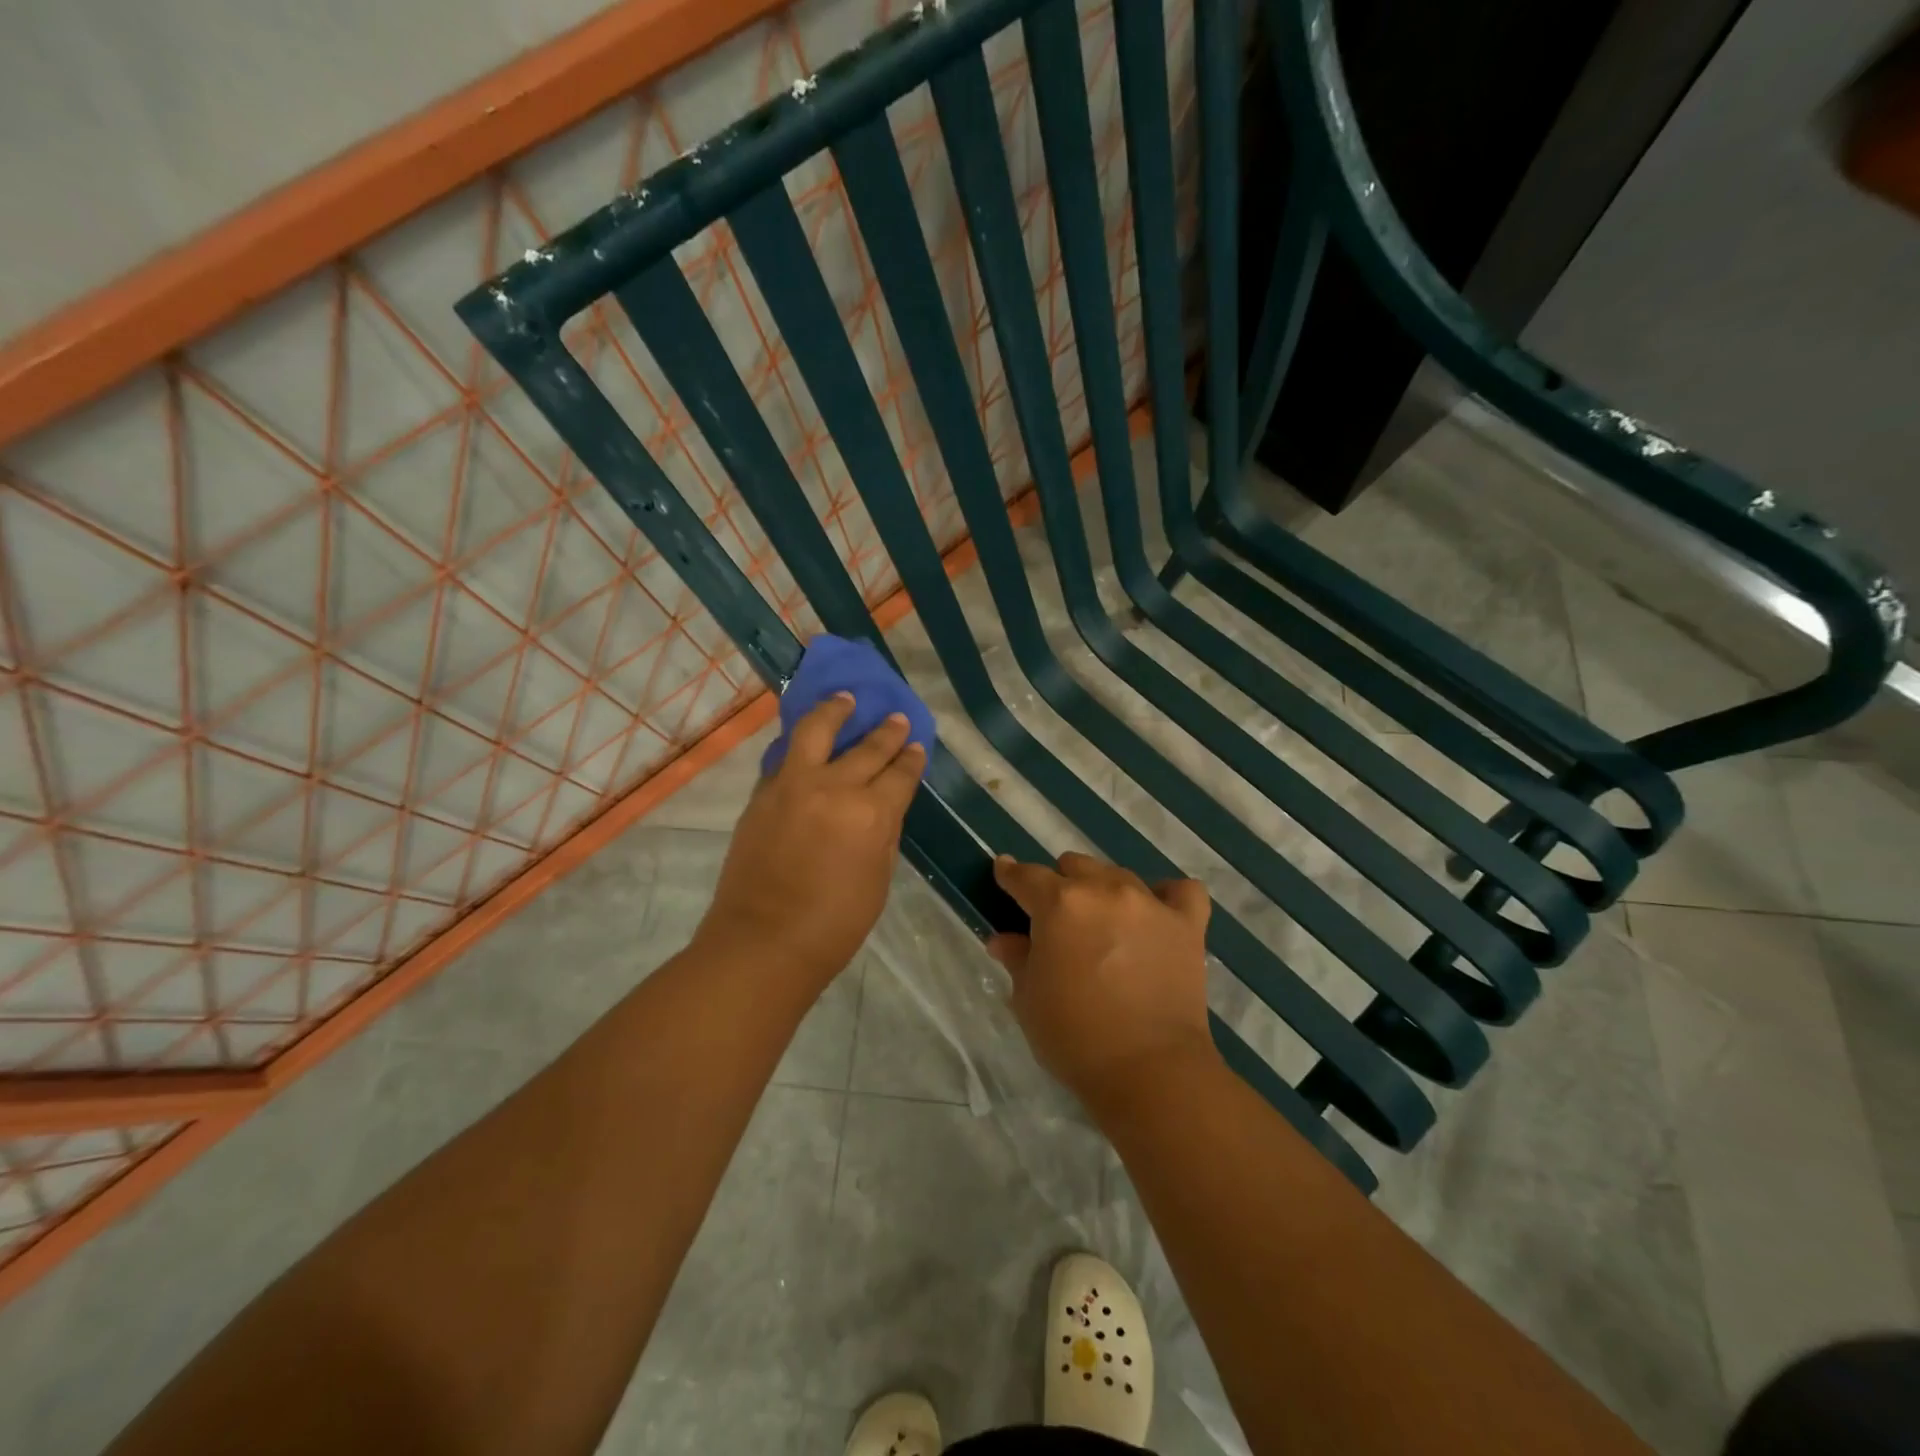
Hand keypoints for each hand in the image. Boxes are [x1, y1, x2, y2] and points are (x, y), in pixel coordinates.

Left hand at [695, 693, 924, 987]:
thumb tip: (884, 804)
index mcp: (872, 814)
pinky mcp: (763, 793)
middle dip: (887, 731)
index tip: (917, 746)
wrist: (762, 942)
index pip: (900, 773)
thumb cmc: (834, 924)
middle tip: (896, 719)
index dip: (912, 758)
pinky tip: (809, 740)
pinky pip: (786, 756)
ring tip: (845, 699)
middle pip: (867, 748)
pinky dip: (802, 744)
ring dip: (836, 710)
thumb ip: (884, 833)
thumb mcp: (878, 880)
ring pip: (817, 730)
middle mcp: (834, 788)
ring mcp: (793, 785)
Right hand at [987, 852, 1215, 1107]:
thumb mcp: (1028, 1000)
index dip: (1011, 875)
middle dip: (1060, 885)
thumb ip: (1017, 959)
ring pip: (1118, 875)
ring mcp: (1150, 903)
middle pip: (1075, 867)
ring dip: (1103, 890)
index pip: (1026, 877)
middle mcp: (1104, 890)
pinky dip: (1167, 896)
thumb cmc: (1075, 1038)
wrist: (1150, 1071)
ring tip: (1104, 922)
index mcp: (1059, 904)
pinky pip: (1181, 891)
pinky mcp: (1187, 924)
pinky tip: (1157, 913)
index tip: (1004, 872)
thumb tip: (1003, 939)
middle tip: (1058, 919)